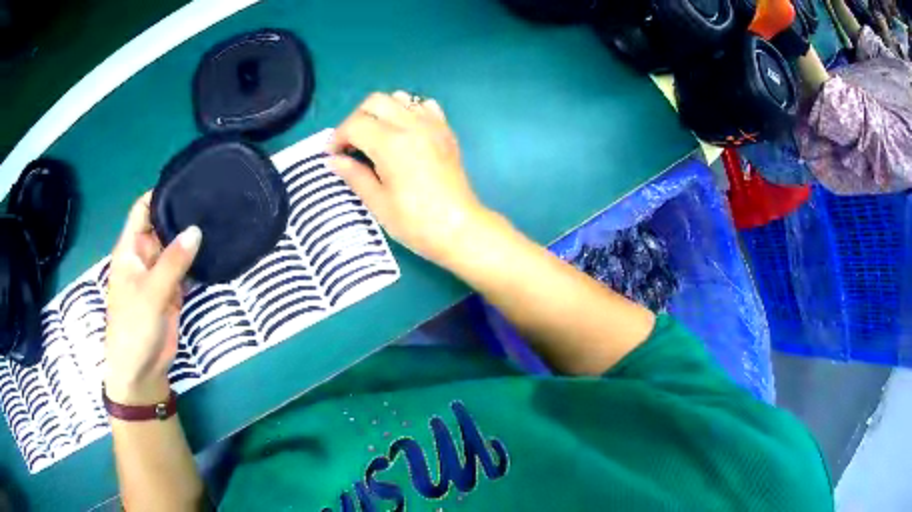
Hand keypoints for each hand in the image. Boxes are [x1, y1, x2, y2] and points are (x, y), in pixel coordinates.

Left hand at [105, 193, 201, 404]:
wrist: (141, 370)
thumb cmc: (134, 327)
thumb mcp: (150, 292)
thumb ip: (172, 261)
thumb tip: (196, 230)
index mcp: (130, 249)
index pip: (142, 210)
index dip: (159, 193)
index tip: (186, 181)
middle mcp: (144, 256)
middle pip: (162, 225)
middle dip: (181, 213)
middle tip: (211, 198)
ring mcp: (159, 274)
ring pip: (176, 247)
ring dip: (192, 238)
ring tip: (218, 218)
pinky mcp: (172, 291)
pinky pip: (185, 269)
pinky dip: (197, 261)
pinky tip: (215, 250)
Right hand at [328, 91, 493, 266]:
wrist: (460, 229)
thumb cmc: (416, 222)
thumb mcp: (378, 203)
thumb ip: (354, 175)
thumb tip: (333, 160)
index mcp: (392, 144)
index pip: (355, 124)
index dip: (338, 137)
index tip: (332, 155)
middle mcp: (412, 126)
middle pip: (375, 101)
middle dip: (356, 118)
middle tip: (351, 144)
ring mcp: (432, 126)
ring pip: (400, 99)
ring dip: (382, 112)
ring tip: (376, 137)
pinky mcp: (446, 131)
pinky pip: (424, 106)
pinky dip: (409, 111)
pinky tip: (404, 132)